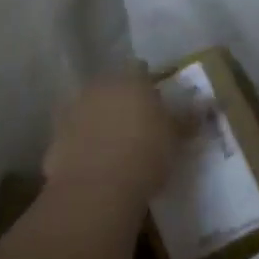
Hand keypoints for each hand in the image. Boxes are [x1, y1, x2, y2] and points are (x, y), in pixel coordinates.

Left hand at [43, 71, 179, 206]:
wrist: (96, 190)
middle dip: (122, 99)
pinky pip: (74, 134)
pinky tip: (95, 162)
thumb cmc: (145, 154)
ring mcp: (72, 111)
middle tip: (137, 121)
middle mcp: (98, 87)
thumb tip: (204, 103)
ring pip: (90, 108)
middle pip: (112, 87)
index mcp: (130, 80)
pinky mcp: (55, 139)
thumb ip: (187, 117)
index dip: (149, 82)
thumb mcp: (176, 137)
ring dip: (100, 119)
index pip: (140, 69)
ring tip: (115, 144)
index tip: (158, 100)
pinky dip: (83, 143)